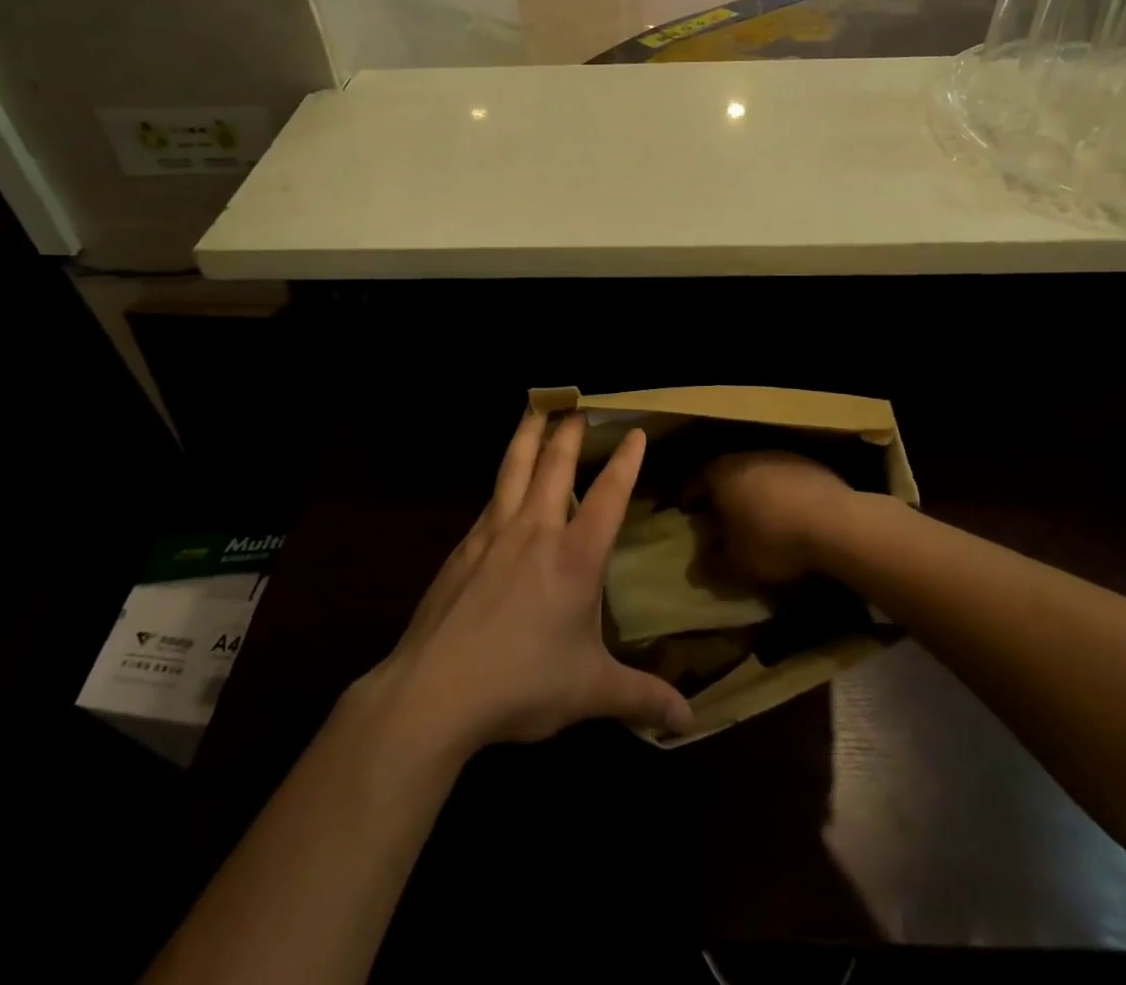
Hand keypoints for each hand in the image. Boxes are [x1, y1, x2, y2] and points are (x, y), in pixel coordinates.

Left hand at [364, 412, 692, 753]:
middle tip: (576, 403)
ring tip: (535, 409)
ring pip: (514, 468)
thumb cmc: (522, 684)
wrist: (436, 690)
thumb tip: (690, 721)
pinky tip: (501, 484)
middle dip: (569, 431)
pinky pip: (490, 500)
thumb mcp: (590, 692)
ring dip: (528, 435)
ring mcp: (494, 534)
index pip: (608, 495)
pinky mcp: (463, 548)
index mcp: (576, 557)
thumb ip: (641, 698)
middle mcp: (536, 531)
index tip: (635, 430)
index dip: (625, 461)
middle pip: (554, 465)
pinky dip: (502, 479)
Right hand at [701, 450, 856, 584]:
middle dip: (721, 494)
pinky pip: (784, 478)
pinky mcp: (809, 464)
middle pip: (725, 473)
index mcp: (720, 474)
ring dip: (753, 493)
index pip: (694, 481)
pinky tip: (790, 515)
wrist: (835, 523)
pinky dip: (781, 494)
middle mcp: (746, 457)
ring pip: (756, 473)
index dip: (688, 498)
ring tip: (757, 518)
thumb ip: (712, 565)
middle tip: (720, 517)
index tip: (687, 512)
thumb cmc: (774, 540)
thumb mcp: (737, 563)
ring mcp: (780, 456)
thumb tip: (694, 571)